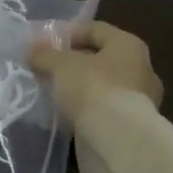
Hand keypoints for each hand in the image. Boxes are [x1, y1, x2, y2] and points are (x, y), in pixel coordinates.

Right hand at [28, 20, 162, 122]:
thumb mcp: (60, 65)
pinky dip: (85, 110)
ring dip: (78, 88)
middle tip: (46, 68)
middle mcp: (140, 69)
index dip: (67, 33)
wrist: (118, 143)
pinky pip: (103, 109)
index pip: (94, 29)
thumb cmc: (93, 88)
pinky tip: (64, 113)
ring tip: (52, 91)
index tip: (44, 44)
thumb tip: (32, 50)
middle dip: (72, 62)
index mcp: (128, 46)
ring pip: (101, 86)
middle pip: (99, 58)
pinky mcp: (131, 127)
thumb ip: (44, 54)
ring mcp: (139, 101)